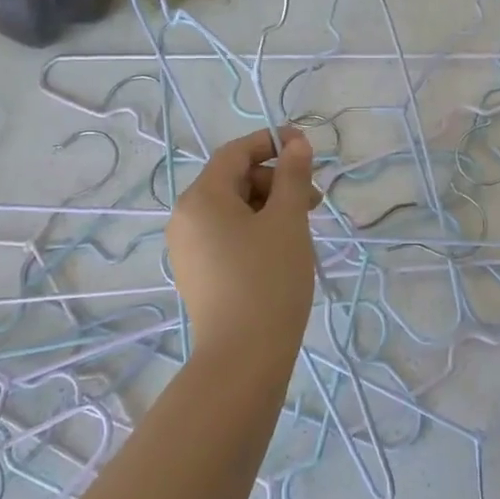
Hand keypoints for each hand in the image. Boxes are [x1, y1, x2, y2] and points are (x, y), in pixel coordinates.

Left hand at [167, 128, 318, 357]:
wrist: (243, 356)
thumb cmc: (269, 278)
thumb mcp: (288, 220)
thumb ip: (292, 175)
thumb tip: (296, 142)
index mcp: (202, 197)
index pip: (236, 153)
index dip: (271, 142)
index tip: (306, 146)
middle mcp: (185, 217)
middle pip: (234, 180)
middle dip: (275, 180)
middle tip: (314, 199)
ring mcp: (187, 248)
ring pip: (232, 209)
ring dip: (269, 205)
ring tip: (302, 226)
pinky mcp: (196, 273)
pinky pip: (226, 234)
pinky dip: (255, 229)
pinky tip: (281, 248)